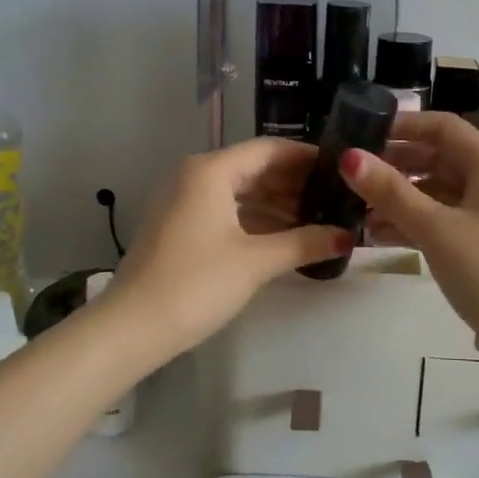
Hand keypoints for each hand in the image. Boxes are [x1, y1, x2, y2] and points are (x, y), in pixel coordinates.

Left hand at [106, 137, 350, 357]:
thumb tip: (347, 237)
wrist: (131, 328)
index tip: (339, 168)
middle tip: (334, 198)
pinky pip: (224, 210)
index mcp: (210, 171)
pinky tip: (283, 237)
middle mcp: (194, 176)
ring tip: (316, 219)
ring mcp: (182, 201)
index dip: (306, 157)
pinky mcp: (178, 226)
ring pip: (239, 192)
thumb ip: (304, 243)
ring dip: (276, 204)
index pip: (269, 149)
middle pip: (253, 168)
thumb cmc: (196, 284)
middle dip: (294, 183)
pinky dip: (254, 219)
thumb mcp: (255, 262)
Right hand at [341, 112, 478, 357]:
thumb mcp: (435, 229)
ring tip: (356, 209)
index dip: (403, 126)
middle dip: (395, 164)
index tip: (361, 135)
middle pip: (438, 158)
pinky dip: (413, 223)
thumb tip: (349, 156)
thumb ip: (391, 192)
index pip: (442, 127)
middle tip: (351, 175)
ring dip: (400, 197)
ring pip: (437, 193)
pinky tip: (378, 236)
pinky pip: (442, 221)